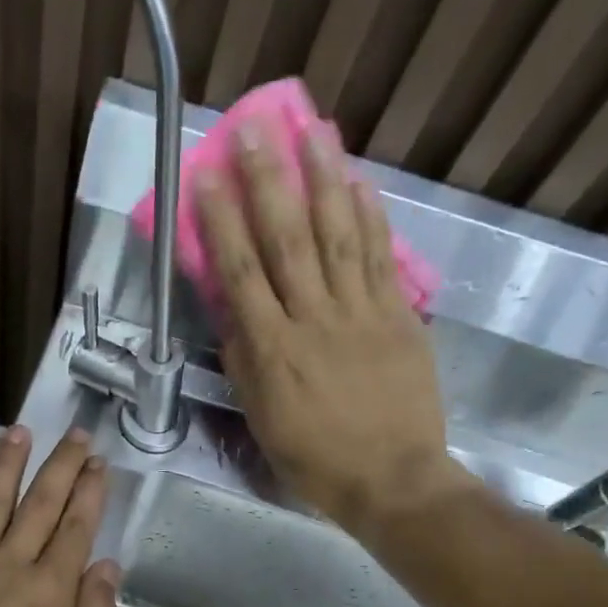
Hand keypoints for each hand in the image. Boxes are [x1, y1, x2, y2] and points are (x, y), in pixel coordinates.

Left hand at [0, 427, 120, 606]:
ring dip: (8, 466)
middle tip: (75, 434)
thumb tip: (106, 566)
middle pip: (41, 504)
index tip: (98, 463)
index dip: (90, 492)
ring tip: (20, 431)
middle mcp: (13, 564)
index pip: (76, 528)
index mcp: (53, 589)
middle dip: (62, 466)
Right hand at [192, 118, 467, 537]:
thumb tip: (230, 313)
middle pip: (288, 238)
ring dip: (324, 179)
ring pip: (339, 235)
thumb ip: (244, 362)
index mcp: (273, 349)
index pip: (242, 272)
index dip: (222, 220)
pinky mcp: (399, 315)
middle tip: (255, 127)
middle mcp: (314, 318)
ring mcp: (362, 312)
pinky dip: (369, 216)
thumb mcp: (261, 419)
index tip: (208, 174)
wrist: (392, 479)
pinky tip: (358, 182)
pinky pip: (380, 257)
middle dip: (269, 180)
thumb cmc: (314, 458)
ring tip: (312, 129)